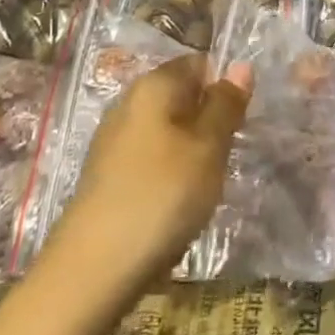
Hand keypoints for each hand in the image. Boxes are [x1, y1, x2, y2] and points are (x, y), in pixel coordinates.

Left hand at [50, 54, 251, 299]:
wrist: (92, 270)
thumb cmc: (161, 195)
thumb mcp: (208, 147)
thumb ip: (226, 105)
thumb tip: (241, 65)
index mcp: (153, 85)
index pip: (198, 63)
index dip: (224, 85)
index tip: (242, 119)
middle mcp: (128, 103)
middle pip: (182, 97)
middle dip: (210, 120)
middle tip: (230, 153)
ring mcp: (114, 141)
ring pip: (168, 131)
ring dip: (192, 150)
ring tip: (207, 182)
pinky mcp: (108, 177)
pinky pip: (152, 159)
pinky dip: (170, 174)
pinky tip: (178, 203)